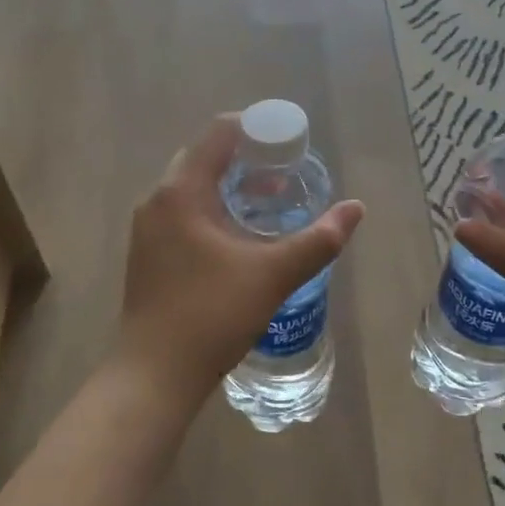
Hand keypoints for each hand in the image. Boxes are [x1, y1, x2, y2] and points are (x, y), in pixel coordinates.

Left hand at [118, 115, 364, 411]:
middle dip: (247, 158)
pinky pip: (184, 212)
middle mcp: (158, 201)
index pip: (218, 134)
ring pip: (193, 187)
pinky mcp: (149, 254)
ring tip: (271, 199)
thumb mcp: (273, 274)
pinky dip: (214, 208)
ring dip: (231, 185)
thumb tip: (356, 208)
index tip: (290, 141)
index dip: (256, 128)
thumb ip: (319, 239)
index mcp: (181, 191)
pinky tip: (241, 235)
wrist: (154, 377)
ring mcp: (148, 229)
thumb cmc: (211, 315)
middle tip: (285, 171)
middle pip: (204, 157)